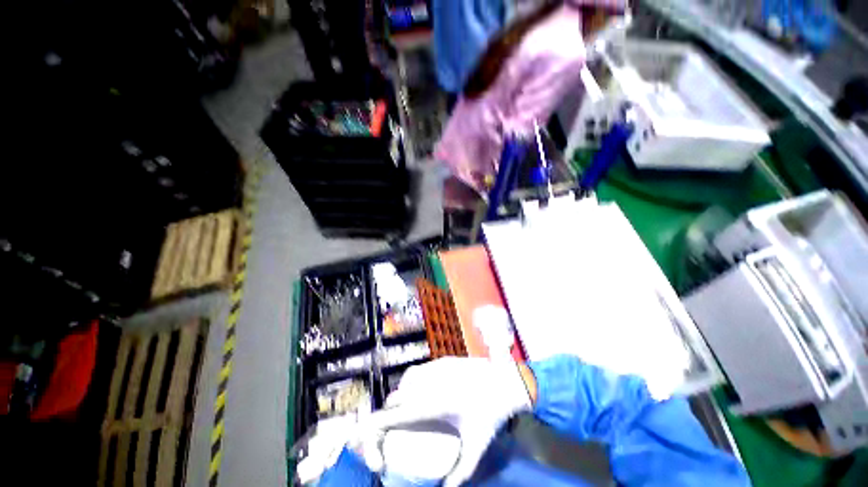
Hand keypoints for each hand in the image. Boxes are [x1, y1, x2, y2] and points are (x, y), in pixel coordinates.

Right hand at [363, 358, 533, 486]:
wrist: (505, 382)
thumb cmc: (490, 414)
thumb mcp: (475, 447)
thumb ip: (460, 474)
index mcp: (431, 405)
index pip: (393, 415)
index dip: (376, 431)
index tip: (374, 444)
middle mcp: (427, 383)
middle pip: (395, 397)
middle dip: (389, 414)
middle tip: (397, 428)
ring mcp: (434, 367)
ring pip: (405, 380)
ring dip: (401, 394)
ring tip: (409, 408)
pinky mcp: (442, 360)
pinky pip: (419, 370)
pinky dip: (413, 381)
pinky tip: (423, 389)